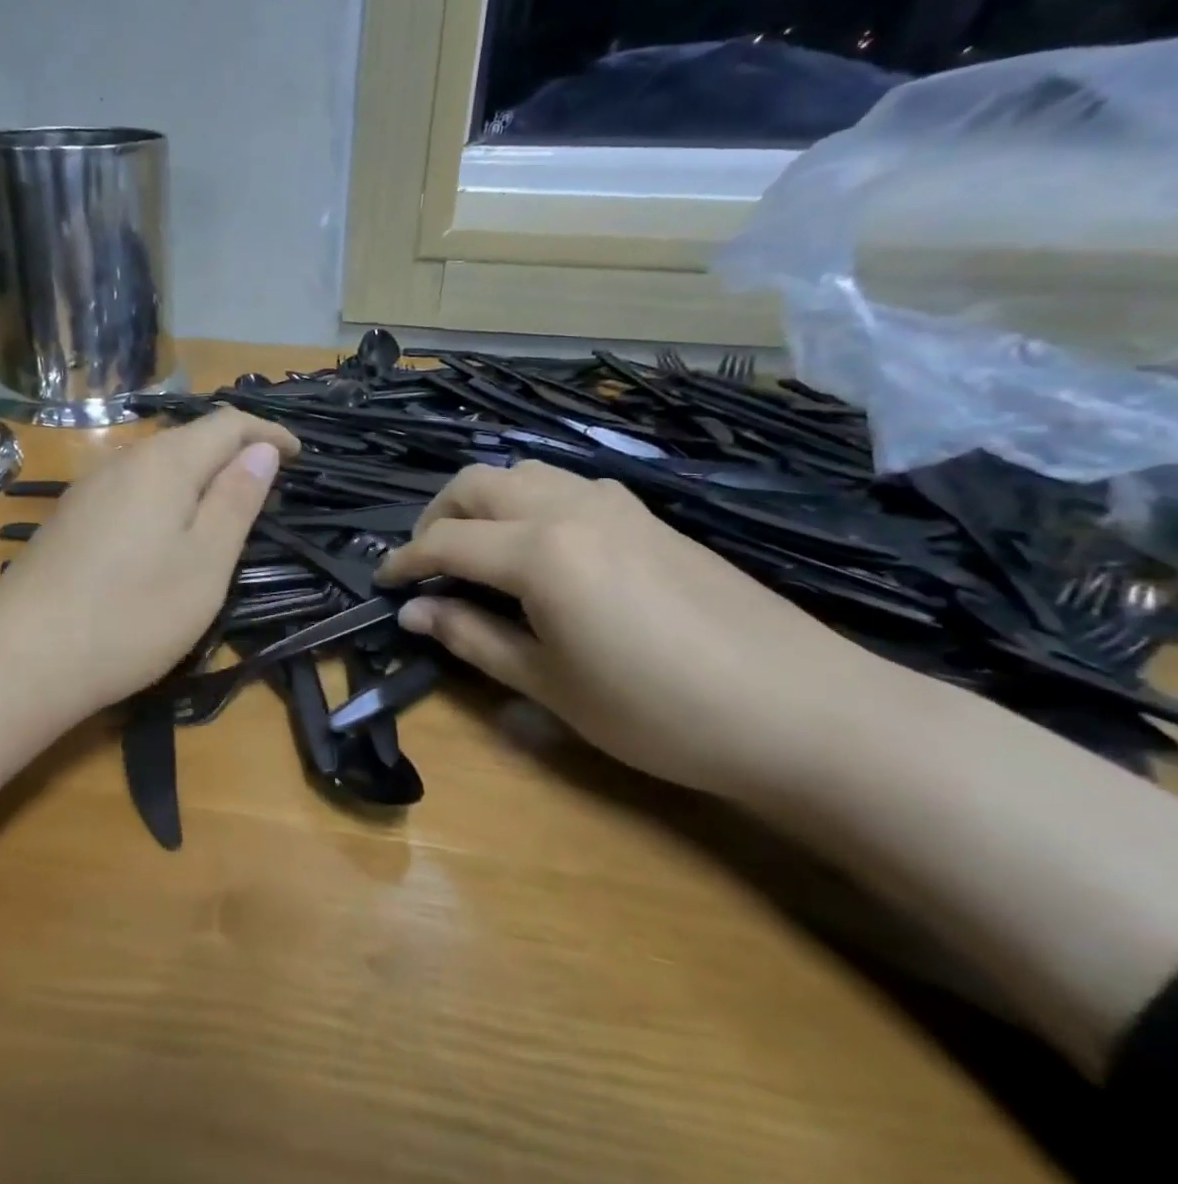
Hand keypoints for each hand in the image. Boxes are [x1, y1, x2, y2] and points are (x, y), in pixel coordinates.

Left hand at [0, 409, 299, 720]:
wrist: (22, 658)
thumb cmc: (132, 614)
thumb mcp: (206, 562)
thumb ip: (236, 500)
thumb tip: (262, 449)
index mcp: (164, 463)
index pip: (227, 423)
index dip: (268, 432)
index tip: (301, 456)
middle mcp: (123, 461)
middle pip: (189, 437)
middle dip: (234, 451)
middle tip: (267, 487)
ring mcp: (89, 489)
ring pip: (158, 463)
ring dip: (199, 475)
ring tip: (224, 509)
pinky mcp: (71, 518)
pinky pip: (132, 488)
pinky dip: (166, 495)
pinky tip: (166, 531)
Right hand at [373, 461, 899, 799]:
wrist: (801, 709)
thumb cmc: (658, 711)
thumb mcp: (549, 684)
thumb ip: (472, 639)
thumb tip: (414, 613)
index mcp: (539, 551)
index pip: (446, 542)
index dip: (404, 562)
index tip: (382, 584)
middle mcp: (569, 508)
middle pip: (477, 483)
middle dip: (437, 517)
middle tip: (426, 564)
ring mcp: (614, 504)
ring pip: (523, 473)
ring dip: (483, 501)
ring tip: (476, 551)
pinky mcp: (647, 514)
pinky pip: (566, 484)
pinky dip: (529, 501)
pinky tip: (540, 548)